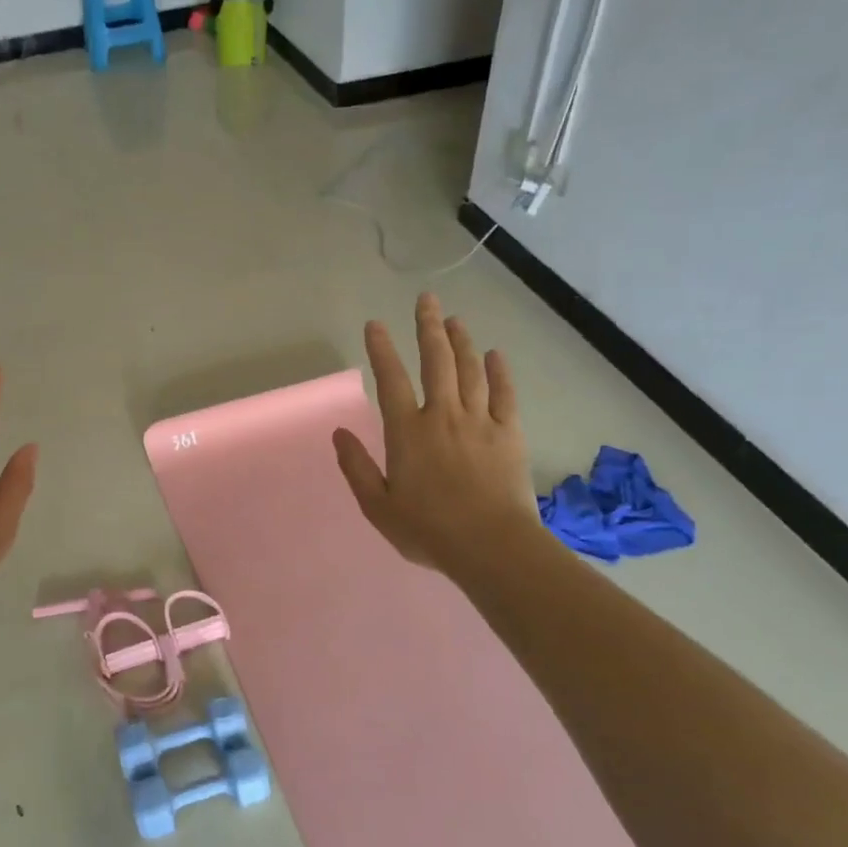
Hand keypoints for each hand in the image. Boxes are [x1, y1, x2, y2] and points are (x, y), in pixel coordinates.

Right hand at [333, 293, 540, 582]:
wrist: (491, 546)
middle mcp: (443, 416)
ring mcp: (480, 421)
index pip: (391, 380)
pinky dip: (499, 371)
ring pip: (470, 370)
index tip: (375, 324)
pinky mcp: (509, 434)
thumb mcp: (378, 506)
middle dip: (428, 328)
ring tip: (454, 320)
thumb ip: (357, 467)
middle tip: (426, 300)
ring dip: (461, 341)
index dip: (382, 350)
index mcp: (408, 432)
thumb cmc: (428, 530)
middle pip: (436, 361)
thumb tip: (338, 433)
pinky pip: (504, 394)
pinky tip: (495, 354)